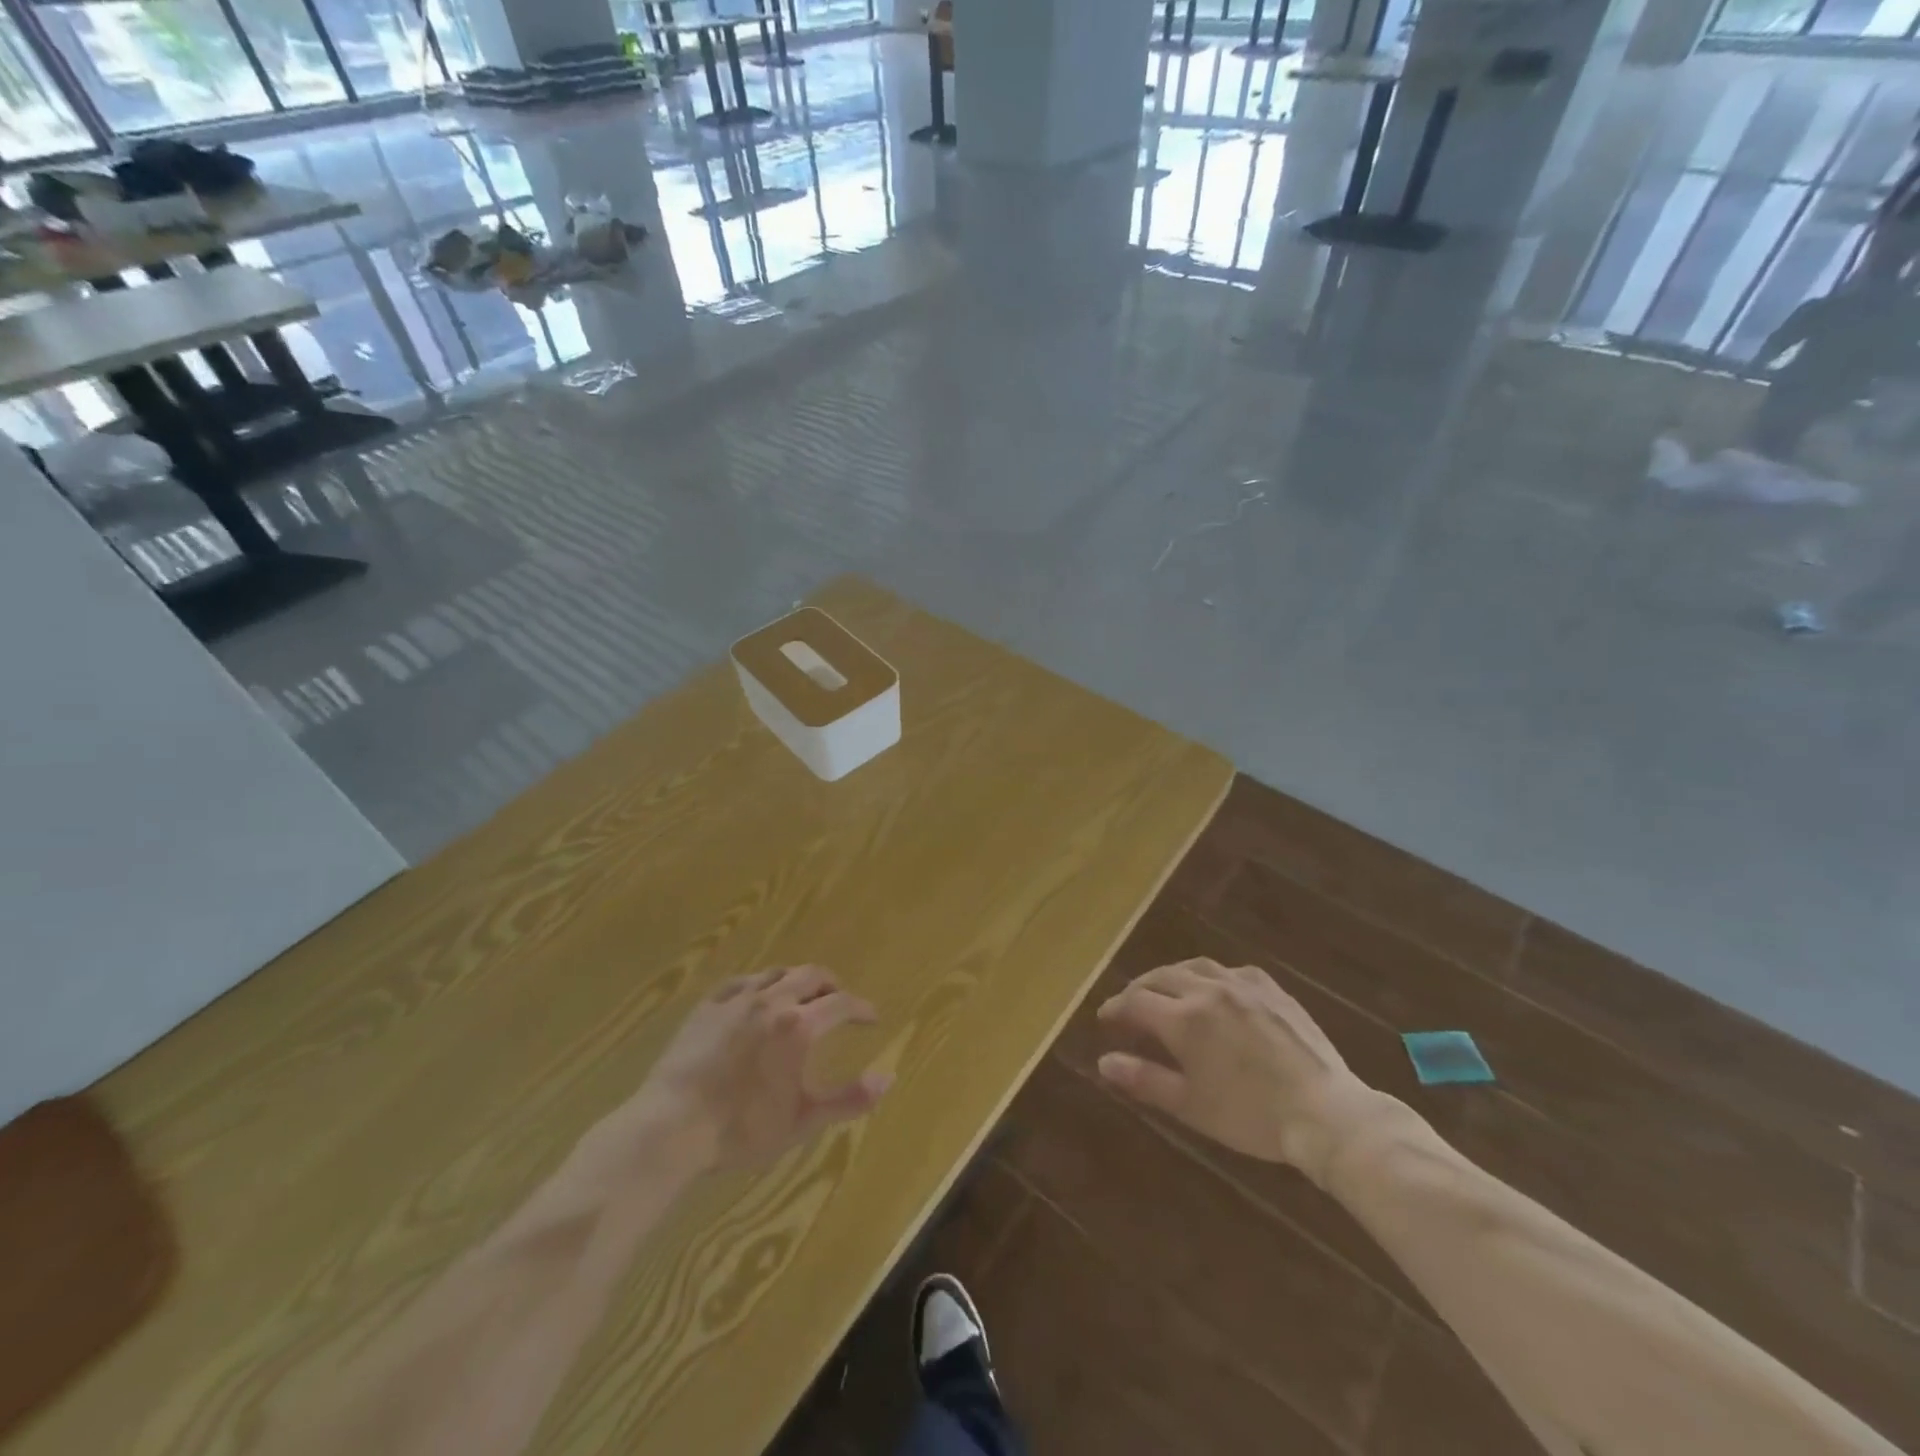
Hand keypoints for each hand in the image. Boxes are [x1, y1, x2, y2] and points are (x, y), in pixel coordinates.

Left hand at [606, 966, 890, 1175]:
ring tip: (802, 997)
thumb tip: (889, 1079)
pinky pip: (741, 981)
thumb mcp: (802, 1121)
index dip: (861, 1009)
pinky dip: (760, 984)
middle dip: (832, 985)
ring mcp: (736, 999)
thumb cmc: (741, 1129)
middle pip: (812, 975)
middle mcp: (772, 1000)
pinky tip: (757, 997)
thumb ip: (849, 1099)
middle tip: (840, 1001)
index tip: (871, 1018)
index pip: (842, 1004)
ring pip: (777, 972)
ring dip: (797, 980)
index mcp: (799, 1026)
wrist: (670, 1127)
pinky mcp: (707, 1005)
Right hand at [1096, 958, 1384, 1185]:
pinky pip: (1232, 970)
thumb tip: (1104, 1061)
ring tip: (1165, 990)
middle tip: (1129, 1006)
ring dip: (1172, 976)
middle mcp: (1208, 991)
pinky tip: (1215, 989)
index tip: (1105, 1019)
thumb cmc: (1251, 1117)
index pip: (1135, 1002)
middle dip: (1138, 990)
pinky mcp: (1272, 989)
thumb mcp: (1190, 1105)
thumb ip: (1144, 1079)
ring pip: (1194, 967)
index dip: (1115, 1009)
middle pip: (1160, 977)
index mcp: (1184, 1019)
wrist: (1326, 1113)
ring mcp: (1243, 985)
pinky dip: (1211, 976)